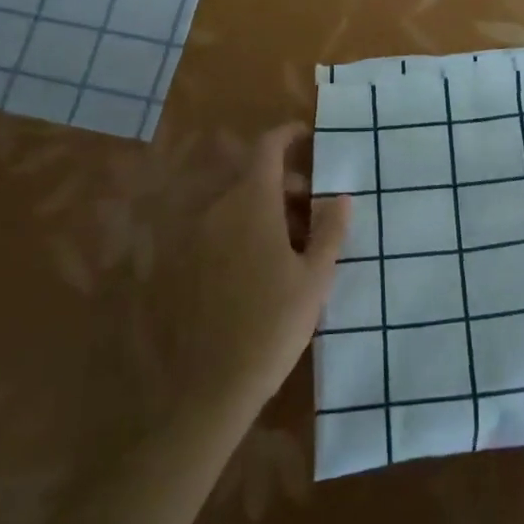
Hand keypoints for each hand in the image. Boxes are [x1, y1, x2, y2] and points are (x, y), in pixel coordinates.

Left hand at [155, 125, 349, 422]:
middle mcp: (218, 210)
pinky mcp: (182, 263)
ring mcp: (195, 236)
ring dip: (266, 210)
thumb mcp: (314, 279)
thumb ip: (330, 231)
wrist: (211, 387)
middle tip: (316, 211)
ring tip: (294, 246)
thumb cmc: (273, 325)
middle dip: (288, 185)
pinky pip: (220, 229)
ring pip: (237, 204)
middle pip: (255, 178)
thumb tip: (341, 197)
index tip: (309, 137)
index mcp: (252, 204)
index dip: (288, 136)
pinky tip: (262, 267)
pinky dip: (244, 230)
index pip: (267, 148)